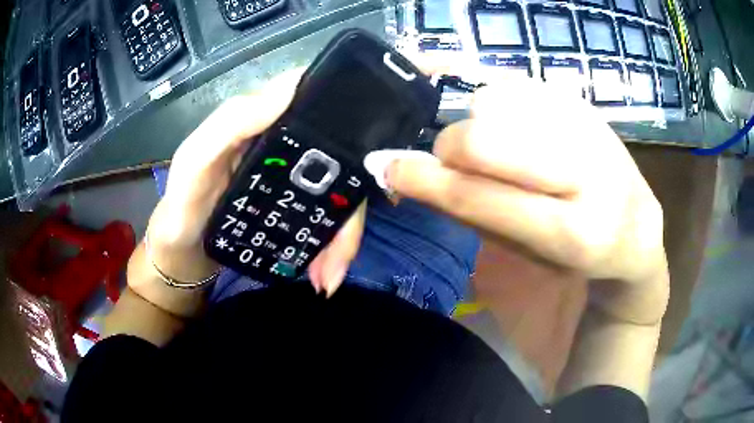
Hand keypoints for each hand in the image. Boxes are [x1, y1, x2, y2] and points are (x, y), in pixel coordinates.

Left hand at [145, 71, 364, 293]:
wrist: (184, 254)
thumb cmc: (183, 203)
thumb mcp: (195, 159)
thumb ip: (230, 123)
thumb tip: (290, 90)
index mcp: (263, 121)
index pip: (317, 101)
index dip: (349, 110)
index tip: (372, 140)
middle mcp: (287, 145)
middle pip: (340, 157)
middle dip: (350, 203)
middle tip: (343, 249)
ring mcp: (296, 179)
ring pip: (340, 195)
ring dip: (345, 235)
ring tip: (331, 275)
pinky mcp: (298, 209)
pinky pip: (329, 221)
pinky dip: (335, 247)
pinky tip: (327, 273)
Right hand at [383, 80, 668, 324]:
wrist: (636, 227)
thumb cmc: (577, 255)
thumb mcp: (525, 252)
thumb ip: (469, 212)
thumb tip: (404, 173)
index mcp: (575, 232)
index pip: (482, 196)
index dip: (425, 179)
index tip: (387, 167)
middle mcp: (589, 171)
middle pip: (485, 133)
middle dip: (455, 147)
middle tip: (460, 162)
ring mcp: (588, 124)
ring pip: (495, 99)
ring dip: (480, 124)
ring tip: (501, 148)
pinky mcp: (581, 99)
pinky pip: (512, 83)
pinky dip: (497, 102)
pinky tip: (514, 125)